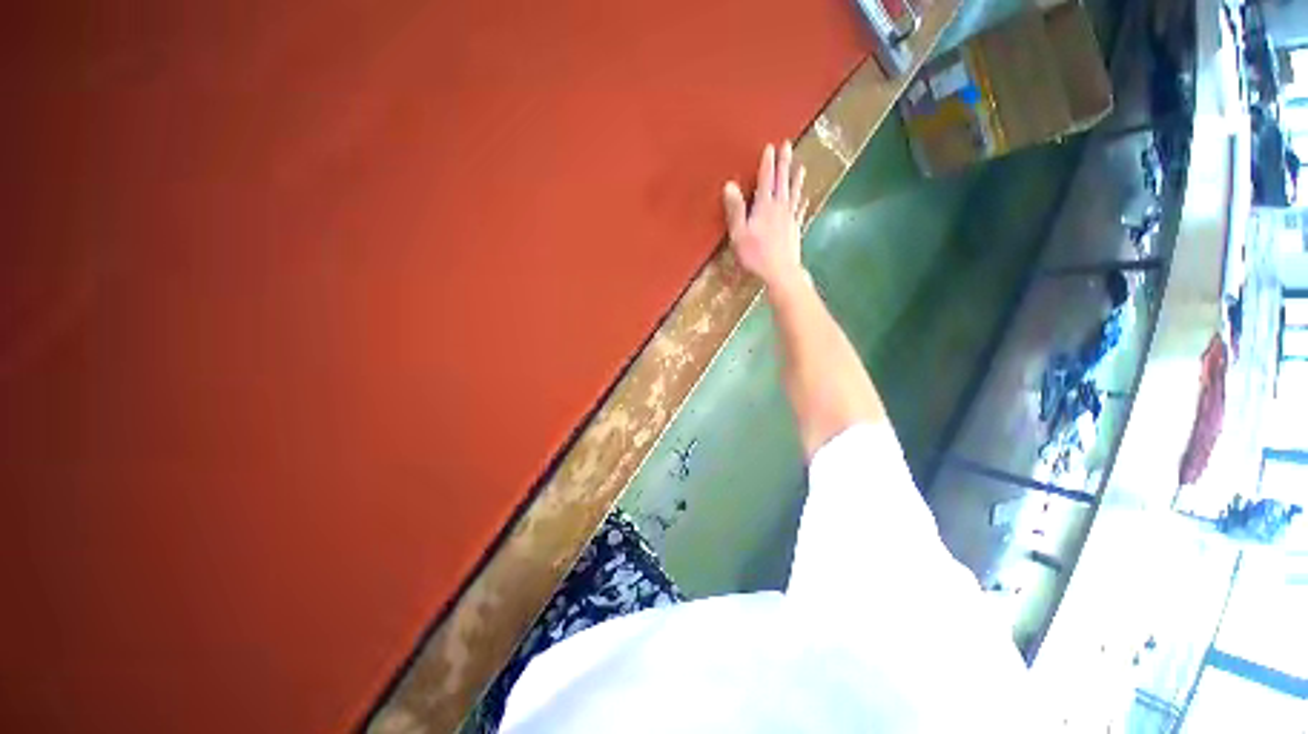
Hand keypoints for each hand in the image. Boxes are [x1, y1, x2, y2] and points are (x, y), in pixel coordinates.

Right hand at [723, 141, 808, 289]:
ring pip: (794, 193)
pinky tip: (805, 199)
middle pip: (782, 181)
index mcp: (764, 207)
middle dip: (784, 163)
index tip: (770, 147)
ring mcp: (790, 218)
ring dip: (796, 179)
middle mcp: (780, 208)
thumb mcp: (739, 233)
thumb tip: (730, 185)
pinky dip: (802, 203)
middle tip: (788, 145)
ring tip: (800, 167)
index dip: (767, 163)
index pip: (766, 180)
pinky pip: (800, 211)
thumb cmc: (756, 254)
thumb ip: (735, 209)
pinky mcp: (795, 229)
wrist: (780, 271)